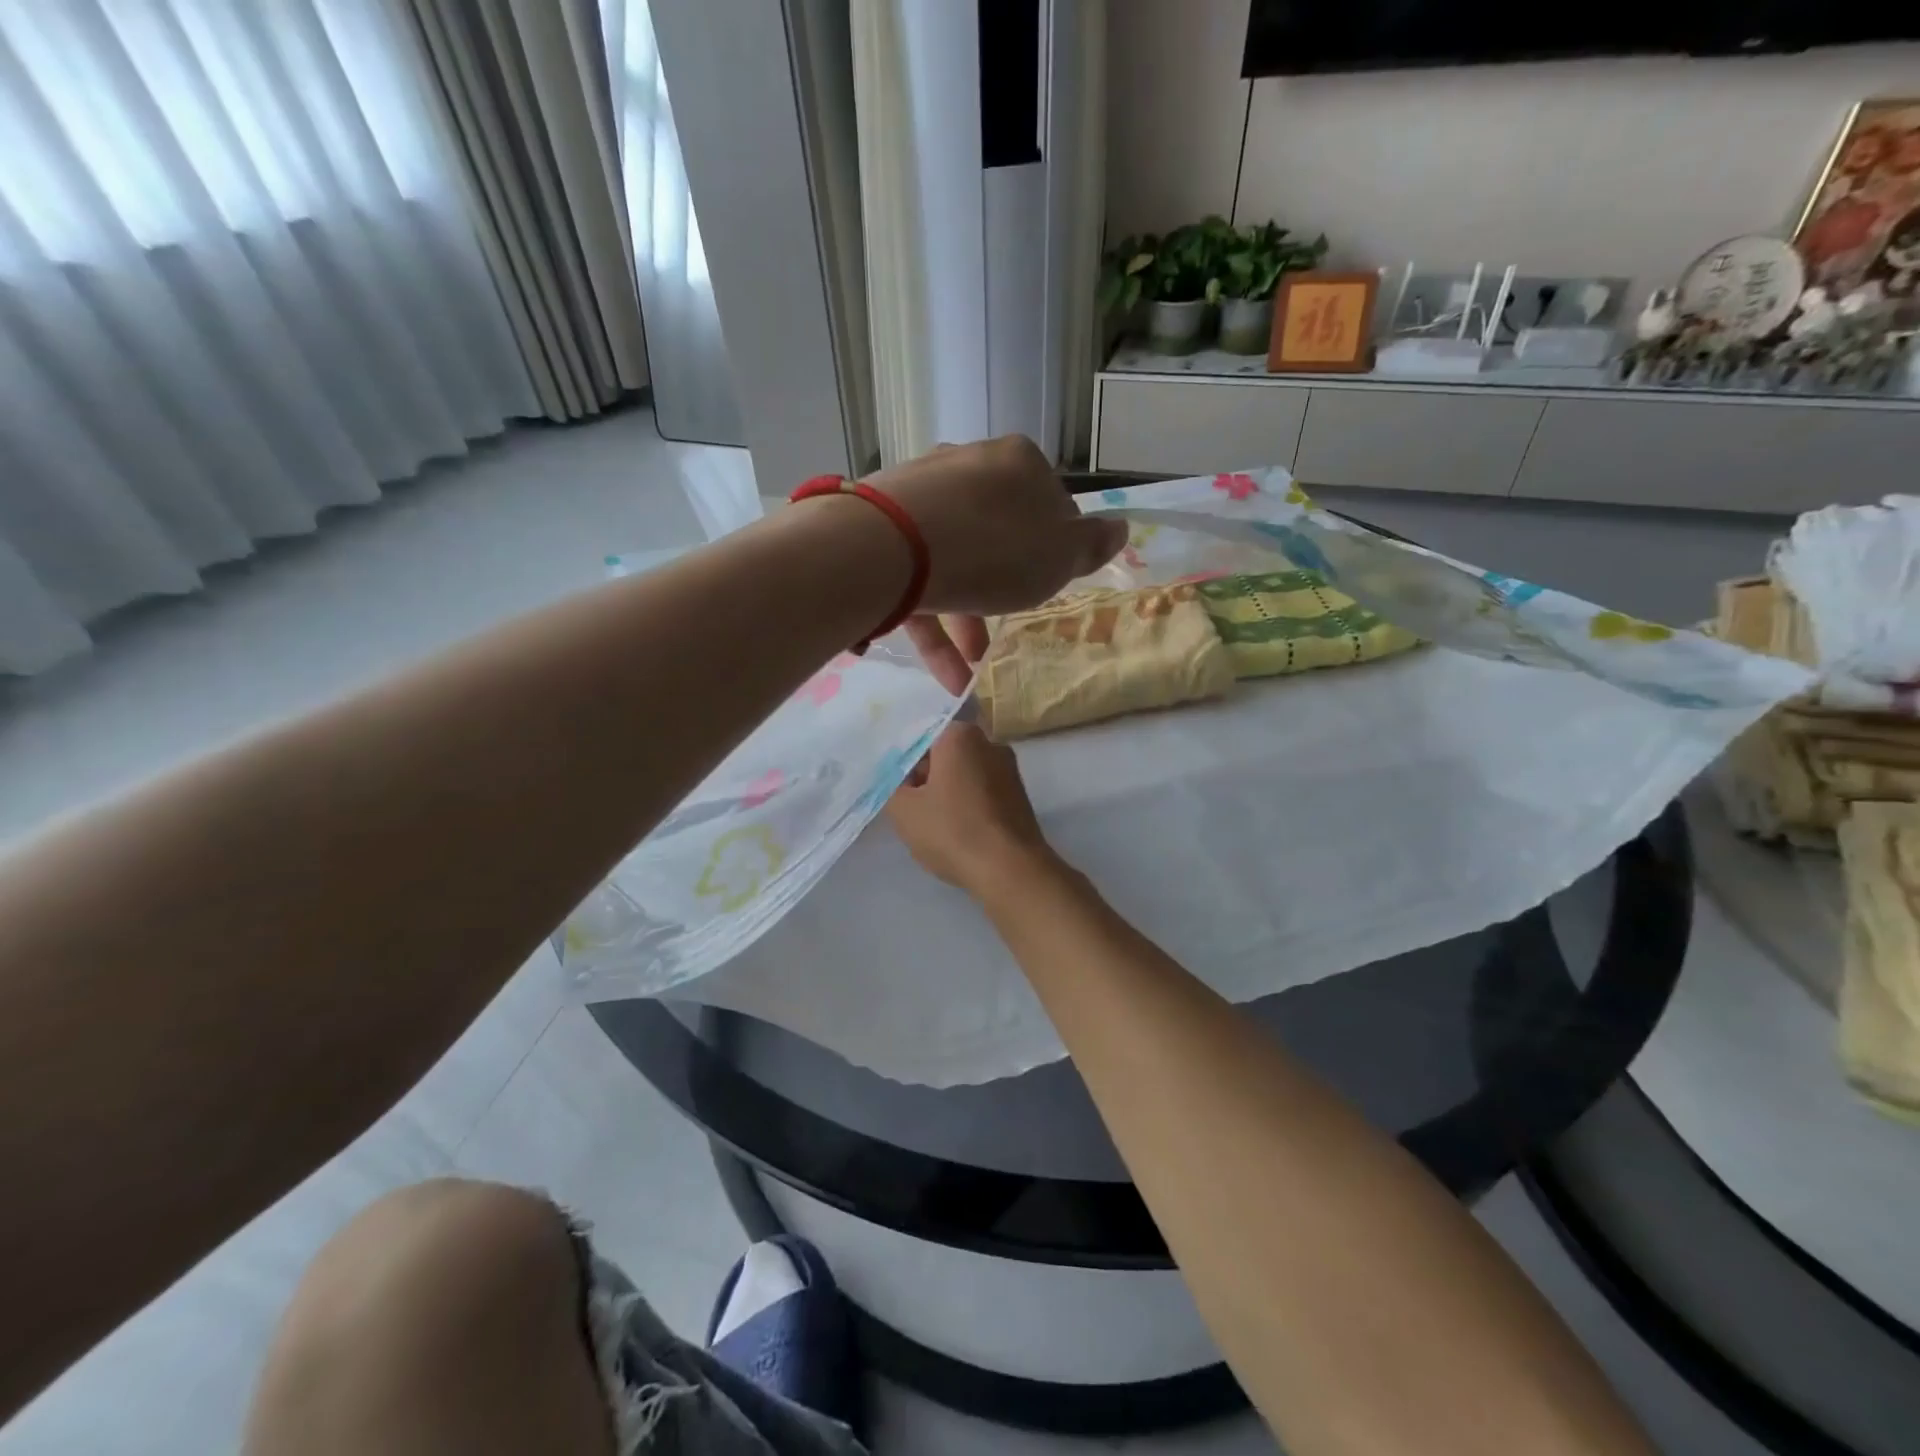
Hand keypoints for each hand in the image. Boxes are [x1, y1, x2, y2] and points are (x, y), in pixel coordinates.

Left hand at [866, 437, 1126, 692]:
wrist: (888, 548)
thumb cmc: (993, 549)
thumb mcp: (1058, 556)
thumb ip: (1090, 546)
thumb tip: (1119, 528)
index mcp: (1017, 464)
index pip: (1050, 505)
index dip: (1055, 550)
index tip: (1050, 587)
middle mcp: (966, 468)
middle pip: (998, 534)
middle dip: (1006, 591)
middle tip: (1011, 633)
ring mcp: (918, 497)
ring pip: (955, 563)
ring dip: (968, 622)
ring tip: (975, 674)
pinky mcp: (880, 532)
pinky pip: (917, 581)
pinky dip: (935, 626)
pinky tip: (948, 677)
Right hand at [885, 722, 1060, 897]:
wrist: (1011, 870)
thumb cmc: (953, 831)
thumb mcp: (904, 810)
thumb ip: (893, 784)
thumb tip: (901, 775)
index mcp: (960, 735)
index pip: (922, 731)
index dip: (904, 755)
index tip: (895, 779)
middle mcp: (990, 743)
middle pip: (945, 751)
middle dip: (926, 773)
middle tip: (909, 803)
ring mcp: (1009, 769)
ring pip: (965, 771)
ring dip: (947, 790)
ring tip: (932, 821)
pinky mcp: (1019, 795)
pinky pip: (983, 790)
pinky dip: (967, 803)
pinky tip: (957, 829)